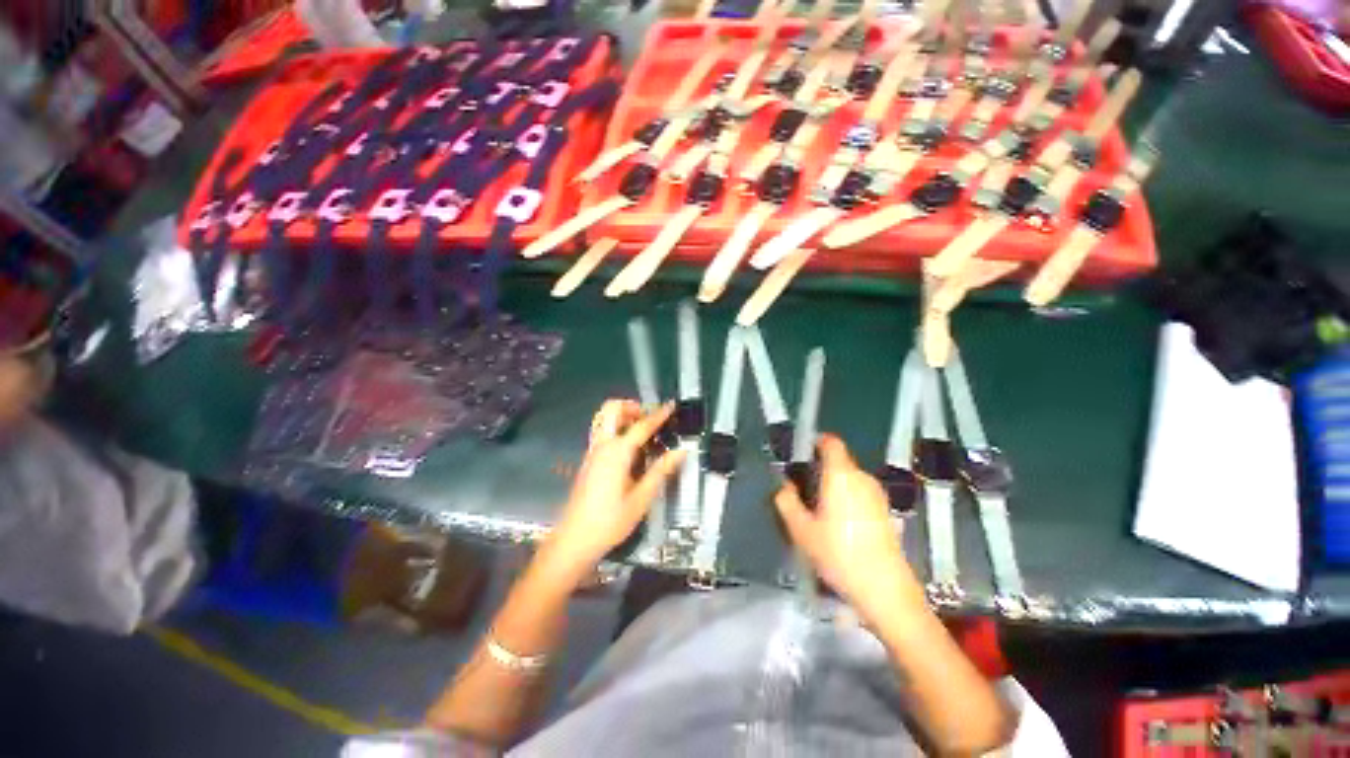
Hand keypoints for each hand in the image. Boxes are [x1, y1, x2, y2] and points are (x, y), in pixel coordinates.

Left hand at [544, 399, 684, 577]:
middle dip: (632, 406)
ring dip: (622, 416)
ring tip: (641, 429)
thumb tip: (681, 451)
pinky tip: (629, 448)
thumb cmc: (610, 521)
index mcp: (617, 452)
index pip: (641, 425)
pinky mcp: (588, 460)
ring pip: (603, 419)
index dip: (659, 414)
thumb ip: (661, 471)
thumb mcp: (642, 499)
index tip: (671, 405)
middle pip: (612, 409)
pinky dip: (616, 428)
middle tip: (649, 418)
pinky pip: (601, 432)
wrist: (574, 539)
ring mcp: (592, 452)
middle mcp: (602, 446)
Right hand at [775, 435, 922, 614]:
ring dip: (833, 487)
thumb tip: (784, 487)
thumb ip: (787, 502)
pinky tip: (839, 527)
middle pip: (838, 462)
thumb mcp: (801, 530)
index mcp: (841, 475)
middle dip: (819, 471)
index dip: (815, 442)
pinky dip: (847, 500)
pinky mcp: (886, 512)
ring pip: (849, 480)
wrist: (885, 590)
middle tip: (802, 492)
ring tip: (818, 513)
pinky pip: (860, 494)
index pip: (831, 442)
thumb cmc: (838, 554)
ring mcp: (877, 495)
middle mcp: (861, 478)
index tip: (801, 456)